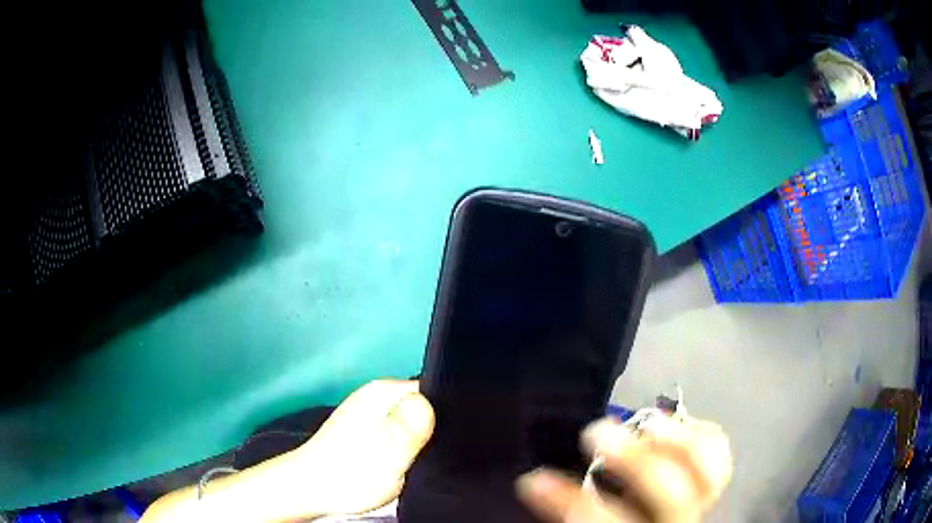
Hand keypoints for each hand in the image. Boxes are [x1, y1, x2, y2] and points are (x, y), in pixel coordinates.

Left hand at [141, 380, 433, 522]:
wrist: (312, 488)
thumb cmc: (349, 473)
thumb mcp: (385, 454)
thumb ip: (409, 429)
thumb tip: (431, 401)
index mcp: (384, 392)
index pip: (435, 388)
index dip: (456, 411)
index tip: (468, 436)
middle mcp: (379, 397)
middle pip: (427, 404)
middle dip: (442, 426)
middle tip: (455, 452)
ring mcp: (373, 414)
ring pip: (415, 420)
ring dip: (428, 437)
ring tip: (438, 457)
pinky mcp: (370, 431)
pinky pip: (402, 431)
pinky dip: (413, 445)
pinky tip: (418, 460)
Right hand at [516, 415, 731, 522]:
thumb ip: (579, 514)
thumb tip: (539, 485)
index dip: (567, 503)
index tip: (533, 480)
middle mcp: (676, 521)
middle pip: (669, 495)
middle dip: (634, 460)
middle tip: (596, 432)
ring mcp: (702, 504)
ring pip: (707, 472)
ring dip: (678, 441)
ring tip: (648, 421)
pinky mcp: (713, 486)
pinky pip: (721, 454)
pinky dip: (702, 433)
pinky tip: (678, 424)